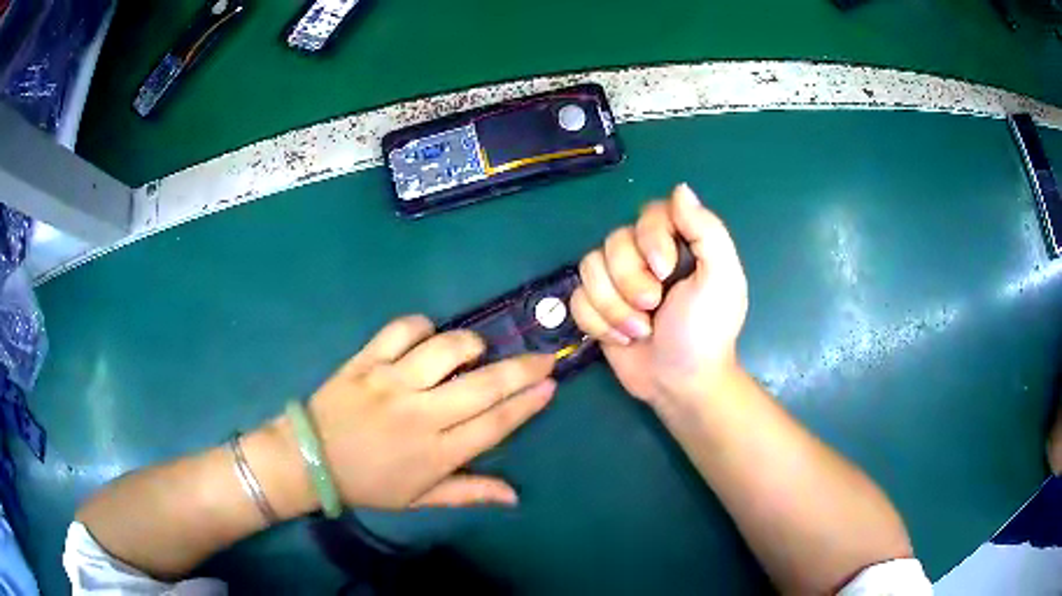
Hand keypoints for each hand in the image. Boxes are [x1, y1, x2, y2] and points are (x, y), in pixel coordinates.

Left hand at [279, 316, 555, 509]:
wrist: (310, 460)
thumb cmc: (369, 483)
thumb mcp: (420, 498)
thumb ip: (469, 493)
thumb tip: (515, 496)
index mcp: (436, 453)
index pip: (494, 424)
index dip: (527, 403)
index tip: (551, 385)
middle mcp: (420, 414)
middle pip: (483, 386)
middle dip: (522, 369)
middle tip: (543, 357)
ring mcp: (390, 383)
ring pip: (445, 350)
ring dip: (470, 344)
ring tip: (477, 350)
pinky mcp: (365, 361)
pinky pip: (400, 330)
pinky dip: (421, 326)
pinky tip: (427, 335)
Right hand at [570, 184, 747, 404]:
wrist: (681, 383)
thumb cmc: (706, 332)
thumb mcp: (722, 280)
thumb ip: (707, 231)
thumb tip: (680, 188)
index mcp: (678, 243)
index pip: (649, 214)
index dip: (650, 239)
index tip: (665, 272)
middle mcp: (644, 255)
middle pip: (613, 242)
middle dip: (630, 282)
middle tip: (653, 308)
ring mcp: (617, 281)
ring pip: (589, 269)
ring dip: (613, 307)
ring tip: (639, 331)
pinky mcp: (598, 307)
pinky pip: (577, 298)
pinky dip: (597, 322)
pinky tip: (622, 340)